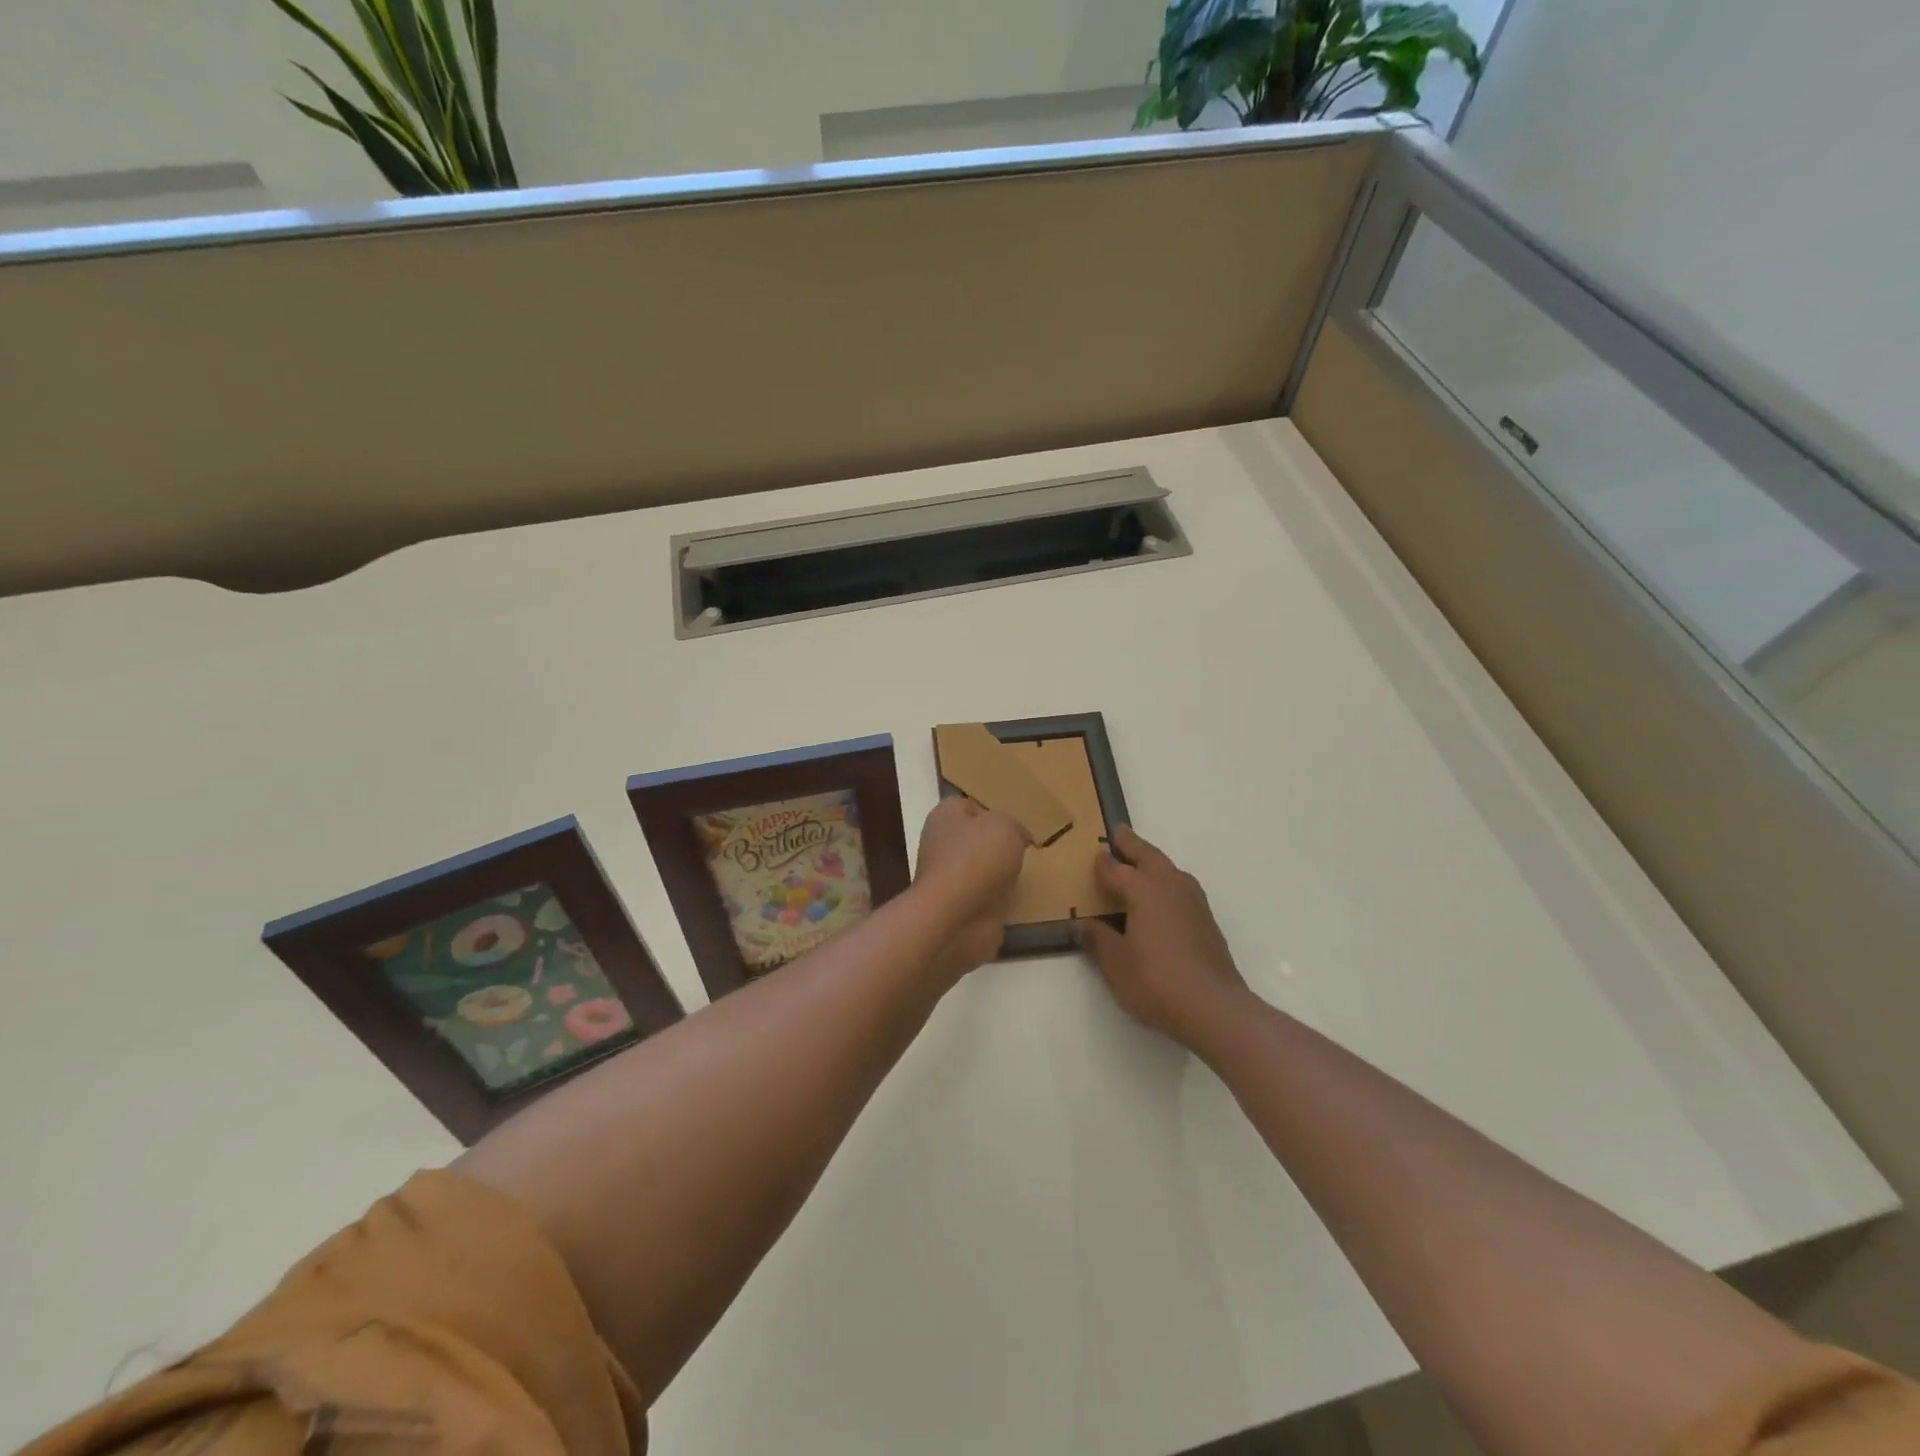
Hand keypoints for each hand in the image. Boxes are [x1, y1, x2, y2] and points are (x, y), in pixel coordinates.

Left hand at [912, 797, 1031, 976]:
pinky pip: (987, 897)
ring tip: (1031, 873)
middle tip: (1030, 847)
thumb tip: (1017, 836)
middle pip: (978, 839)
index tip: (1021, 821)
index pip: (971, 805)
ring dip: (1003, 873)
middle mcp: (942, 845)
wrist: (956, 919)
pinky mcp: (959, 908)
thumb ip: (1014, 824)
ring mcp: (949, 879)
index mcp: (946, 816)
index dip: (996, 810)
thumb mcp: (1005, 825)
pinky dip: (1002, 899)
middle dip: (1001, 844)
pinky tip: (1022, 897)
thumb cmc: (976, 859)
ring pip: (983, 869)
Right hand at [1074, 826, 1251, 1052]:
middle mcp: (1171, 887)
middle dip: (1133, 844)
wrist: (1215, 1008)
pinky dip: (1167, 881)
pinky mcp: (1207, 921)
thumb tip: (1081, 924)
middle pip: (1149, 857)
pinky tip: (1163, 898)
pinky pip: (1181, 887)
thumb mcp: (1116, 964)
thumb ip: (1097, 940)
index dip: (1103, 863)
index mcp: (1144, 890)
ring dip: (1153, 861)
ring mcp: (1194, 902)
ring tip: (1141, 862)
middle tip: (1120, 833)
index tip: (1094, 853)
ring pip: (1170, 869)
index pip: (1117, 869)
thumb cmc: (1157, 981)